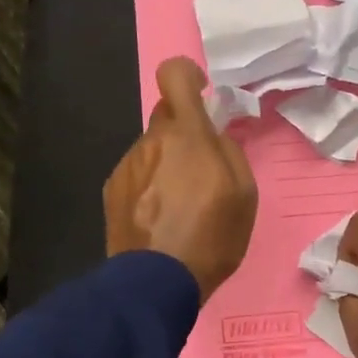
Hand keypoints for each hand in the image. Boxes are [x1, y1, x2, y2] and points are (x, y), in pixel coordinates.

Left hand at [104, 57, 257, 303]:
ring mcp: (127, 165)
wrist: (156, 282)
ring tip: (180, 204)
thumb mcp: (245, 194)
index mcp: (186, 135)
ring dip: (167, 162)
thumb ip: (229, 152)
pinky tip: (159, 217)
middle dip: (185, 131)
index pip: (173, 75)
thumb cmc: (211, 236)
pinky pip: (137, 172)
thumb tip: (214, 136)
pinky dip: (150, 184)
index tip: (201, 93)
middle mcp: (151, 141)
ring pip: (152, 148)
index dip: (186, 74)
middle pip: (166, 117)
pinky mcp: (112, 190)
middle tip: (202, 167)